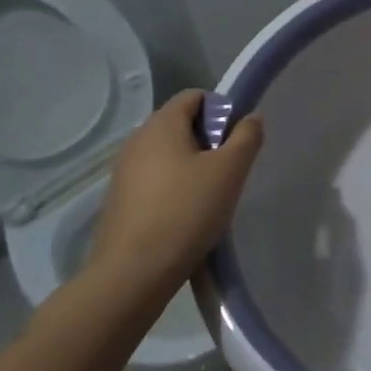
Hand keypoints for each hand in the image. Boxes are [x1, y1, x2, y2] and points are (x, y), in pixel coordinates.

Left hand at [86, 90, 264, 299]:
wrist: (132, 274)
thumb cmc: (186, 211)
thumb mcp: (230, 171)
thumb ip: (246, 137)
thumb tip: (251, 117)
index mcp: (161, 124)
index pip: (194, 96)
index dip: (221, 110)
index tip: (236, 141)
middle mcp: (137, 141)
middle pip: (180, 125)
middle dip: (209, 141)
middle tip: (229, 171)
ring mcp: (123, 172)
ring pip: (167, 155)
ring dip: (192, 167)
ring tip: (210, 197)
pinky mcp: (119, 201)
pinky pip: (154, 181)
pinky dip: (173, 188)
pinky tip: (187, 216)